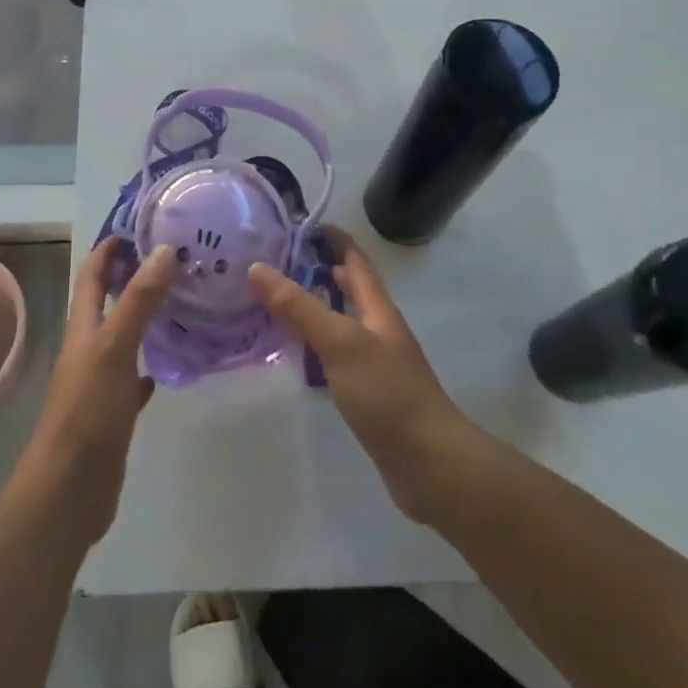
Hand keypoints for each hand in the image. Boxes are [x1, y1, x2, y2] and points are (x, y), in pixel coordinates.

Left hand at [13, 239, 175, 547]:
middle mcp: (88, 350)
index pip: (92, 276)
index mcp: (83, 330)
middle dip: (131, 277)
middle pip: (107, 303)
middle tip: (171, 258)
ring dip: (143, 317)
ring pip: (122, 338)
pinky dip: (148, 365)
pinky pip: (132, 379)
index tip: (137, 225)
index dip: (108, 249)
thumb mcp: (114, 349)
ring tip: (179, 300)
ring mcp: (99, 383)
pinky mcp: (112, 414)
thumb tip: (163, 250)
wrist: (67, 493)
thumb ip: (138, 301)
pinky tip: (167, 364)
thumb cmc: (86, 414)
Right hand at [249, 230, 474, 522]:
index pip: (355, 259)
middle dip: (316, 270)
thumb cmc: (387, 394)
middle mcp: (378, 328)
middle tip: (274, 262)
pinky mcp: (367, 392)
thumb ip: (299, 306)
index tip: (297, 223)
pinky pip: (335, 355)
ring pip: (340, 322)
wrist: (430, 464)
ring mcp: (374, 361)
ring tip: (272, 302)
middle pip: (348, 288)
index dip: (331, 237)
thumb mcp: (340, 342)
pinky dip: (313, 345)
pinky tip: (293, 354)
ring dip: (312, 307)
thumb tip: (257, 267)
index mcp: (377, 308)